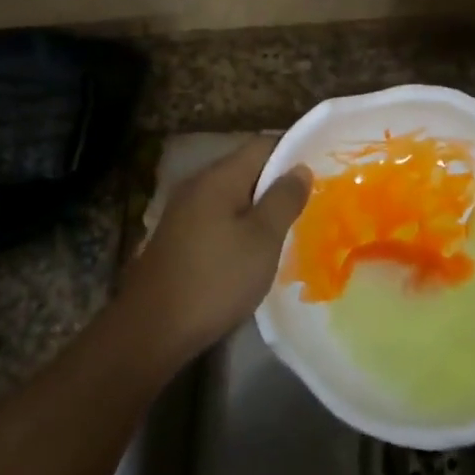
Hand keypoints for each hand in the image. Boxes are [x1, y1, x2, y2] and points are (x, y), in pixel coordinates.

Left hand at [118, 137, 310, 358]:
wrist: (152, 328)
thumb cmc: (216, 278)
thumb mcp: (262, 239)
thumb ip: (283, 199)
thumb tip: (300, 168)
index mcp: (219, 177)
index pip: (262, 145)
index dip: (293, 153)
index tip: (321, 171)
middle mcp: (198, 185)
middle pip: (246, 170)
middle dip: (277, 184)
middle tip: (312, 202)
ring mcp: (184, 212)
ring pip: (232, 197)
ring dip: (259, 208)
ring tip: (290, 227)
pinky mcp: (178, 238)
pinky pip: (218, 218)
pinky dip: (240, 227)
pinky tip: (255, 250)